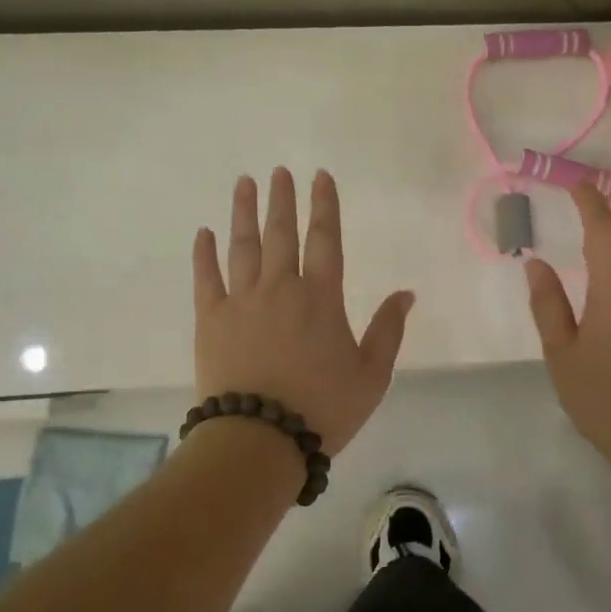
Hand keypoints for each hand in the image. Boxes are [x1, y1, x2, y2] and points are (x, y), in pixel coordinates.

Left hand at [193, 168, 413, 454]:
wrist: (259, 439)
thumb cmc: (322, 409)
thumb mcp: (371, 375)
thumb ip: (388, 330)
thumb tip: (406, 293)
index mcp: (321, 298)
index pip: (325, 239)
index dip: (324, 205)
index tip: (320, 176)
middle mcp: (280, 288)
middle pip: (281, 233)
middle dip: (282, 199)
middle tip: (278, 172)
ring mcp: (241, 301)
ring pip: (243, 246)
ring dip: (244, 213)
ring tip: (245, 184)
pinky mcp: (210, 319)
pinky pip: (205, 277)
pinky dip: (204, 253)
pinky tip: (204, 232)